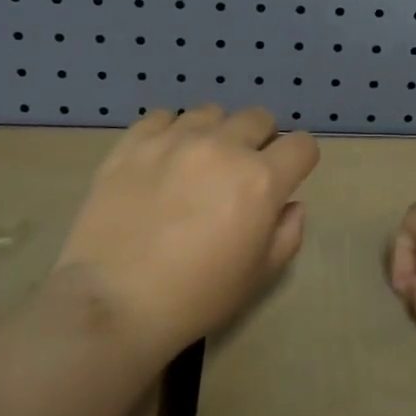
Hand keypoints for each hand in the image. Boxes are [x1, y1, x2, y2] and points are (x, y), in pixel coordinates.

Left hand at [53, 106, 318, 360]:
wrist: (113, 302)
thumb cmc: (195, 297)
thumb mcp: (258, 276)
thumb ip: (287, 234)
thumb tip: (289, 205)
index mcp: (261, 179)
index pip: (302, 145)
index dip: (299, 161)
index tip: (286, 178)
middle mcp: (223, 146)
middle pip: (258, 118)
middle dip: (259, 141)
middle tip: (240, 173)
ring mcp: (175, 139)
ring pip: (211, 113)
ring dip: (215, 133)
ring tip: (197, 164)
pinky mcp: (133, 142)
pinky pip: (163, 116)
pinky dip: (170, 132)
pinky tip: (162, 159)